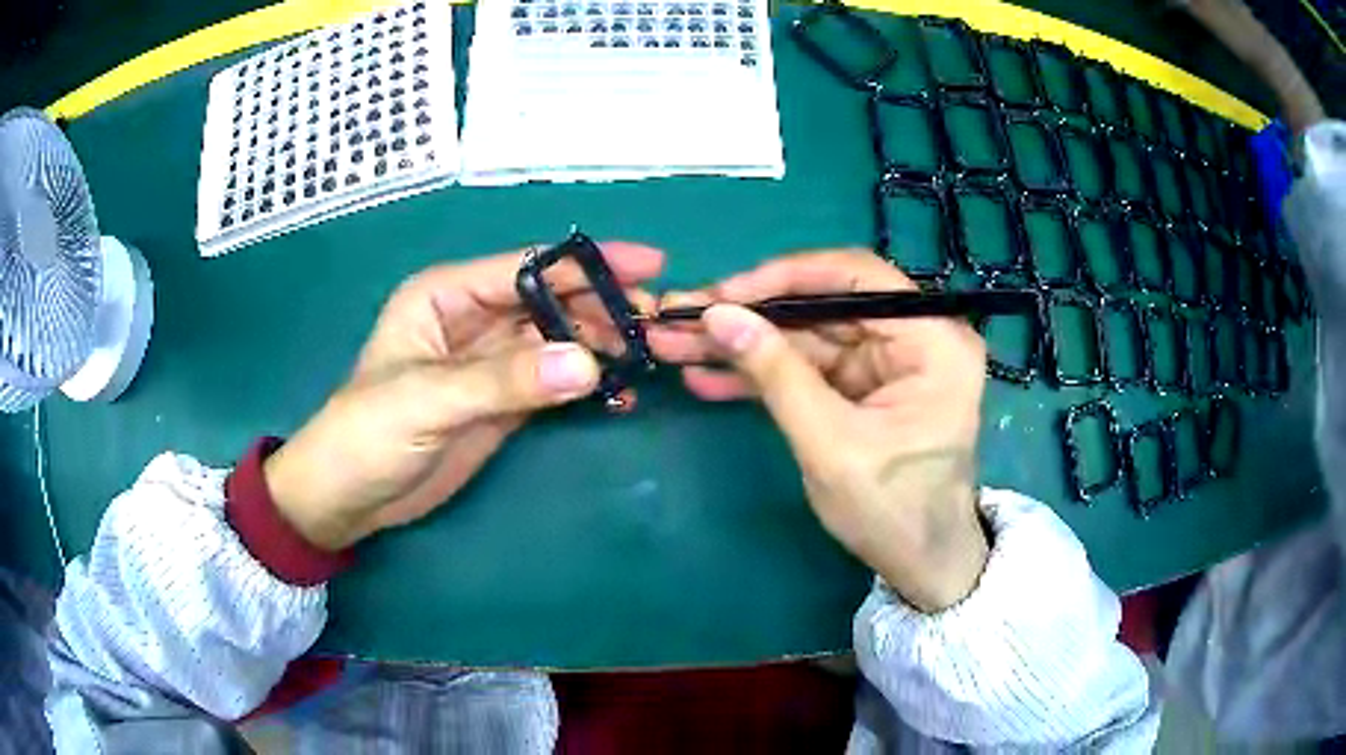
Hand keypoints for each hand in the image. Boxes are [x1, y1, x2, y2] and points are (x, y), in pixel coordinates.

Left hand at [264, 243, 665, 550]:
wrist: (348, 498)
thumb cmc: (366, 435)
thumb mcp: (427, 400)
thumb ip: (503, 381)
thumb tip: (589, 362)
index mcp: (447, 294)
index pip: (527, 267)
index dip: (587, 264)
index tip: (648, 266)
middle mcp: (473, 318)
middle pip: (551, 300)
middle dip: (603, 305)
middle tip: (657, 323)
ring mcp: (491, 362)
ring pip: (559, 340)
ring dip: (601, 345)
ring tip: (648, 358)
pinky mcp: (503, 402)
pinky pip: (555, 382)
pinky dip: (587, 384)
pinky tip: (620, 391)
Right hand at [648, 251, 988, 611]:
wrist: (919, 566)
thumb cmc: (892, 511)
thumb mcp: (830, 444)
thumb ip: (776, 375)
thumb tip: (717, 315)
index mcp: (932, 339)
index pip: (856, 276)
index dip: (784, 277)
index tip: (723, 293)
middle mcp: (914, 337)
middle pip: (822, 306)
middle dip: (749, 315)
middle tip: (681, 317)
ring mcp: (885, 364)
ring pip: (805, 337)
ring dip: (743, 345)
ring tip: (676, 346)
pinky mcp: (861, 389)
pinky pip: (807, 369)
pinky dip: (761, 375)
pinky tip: (708, 378)